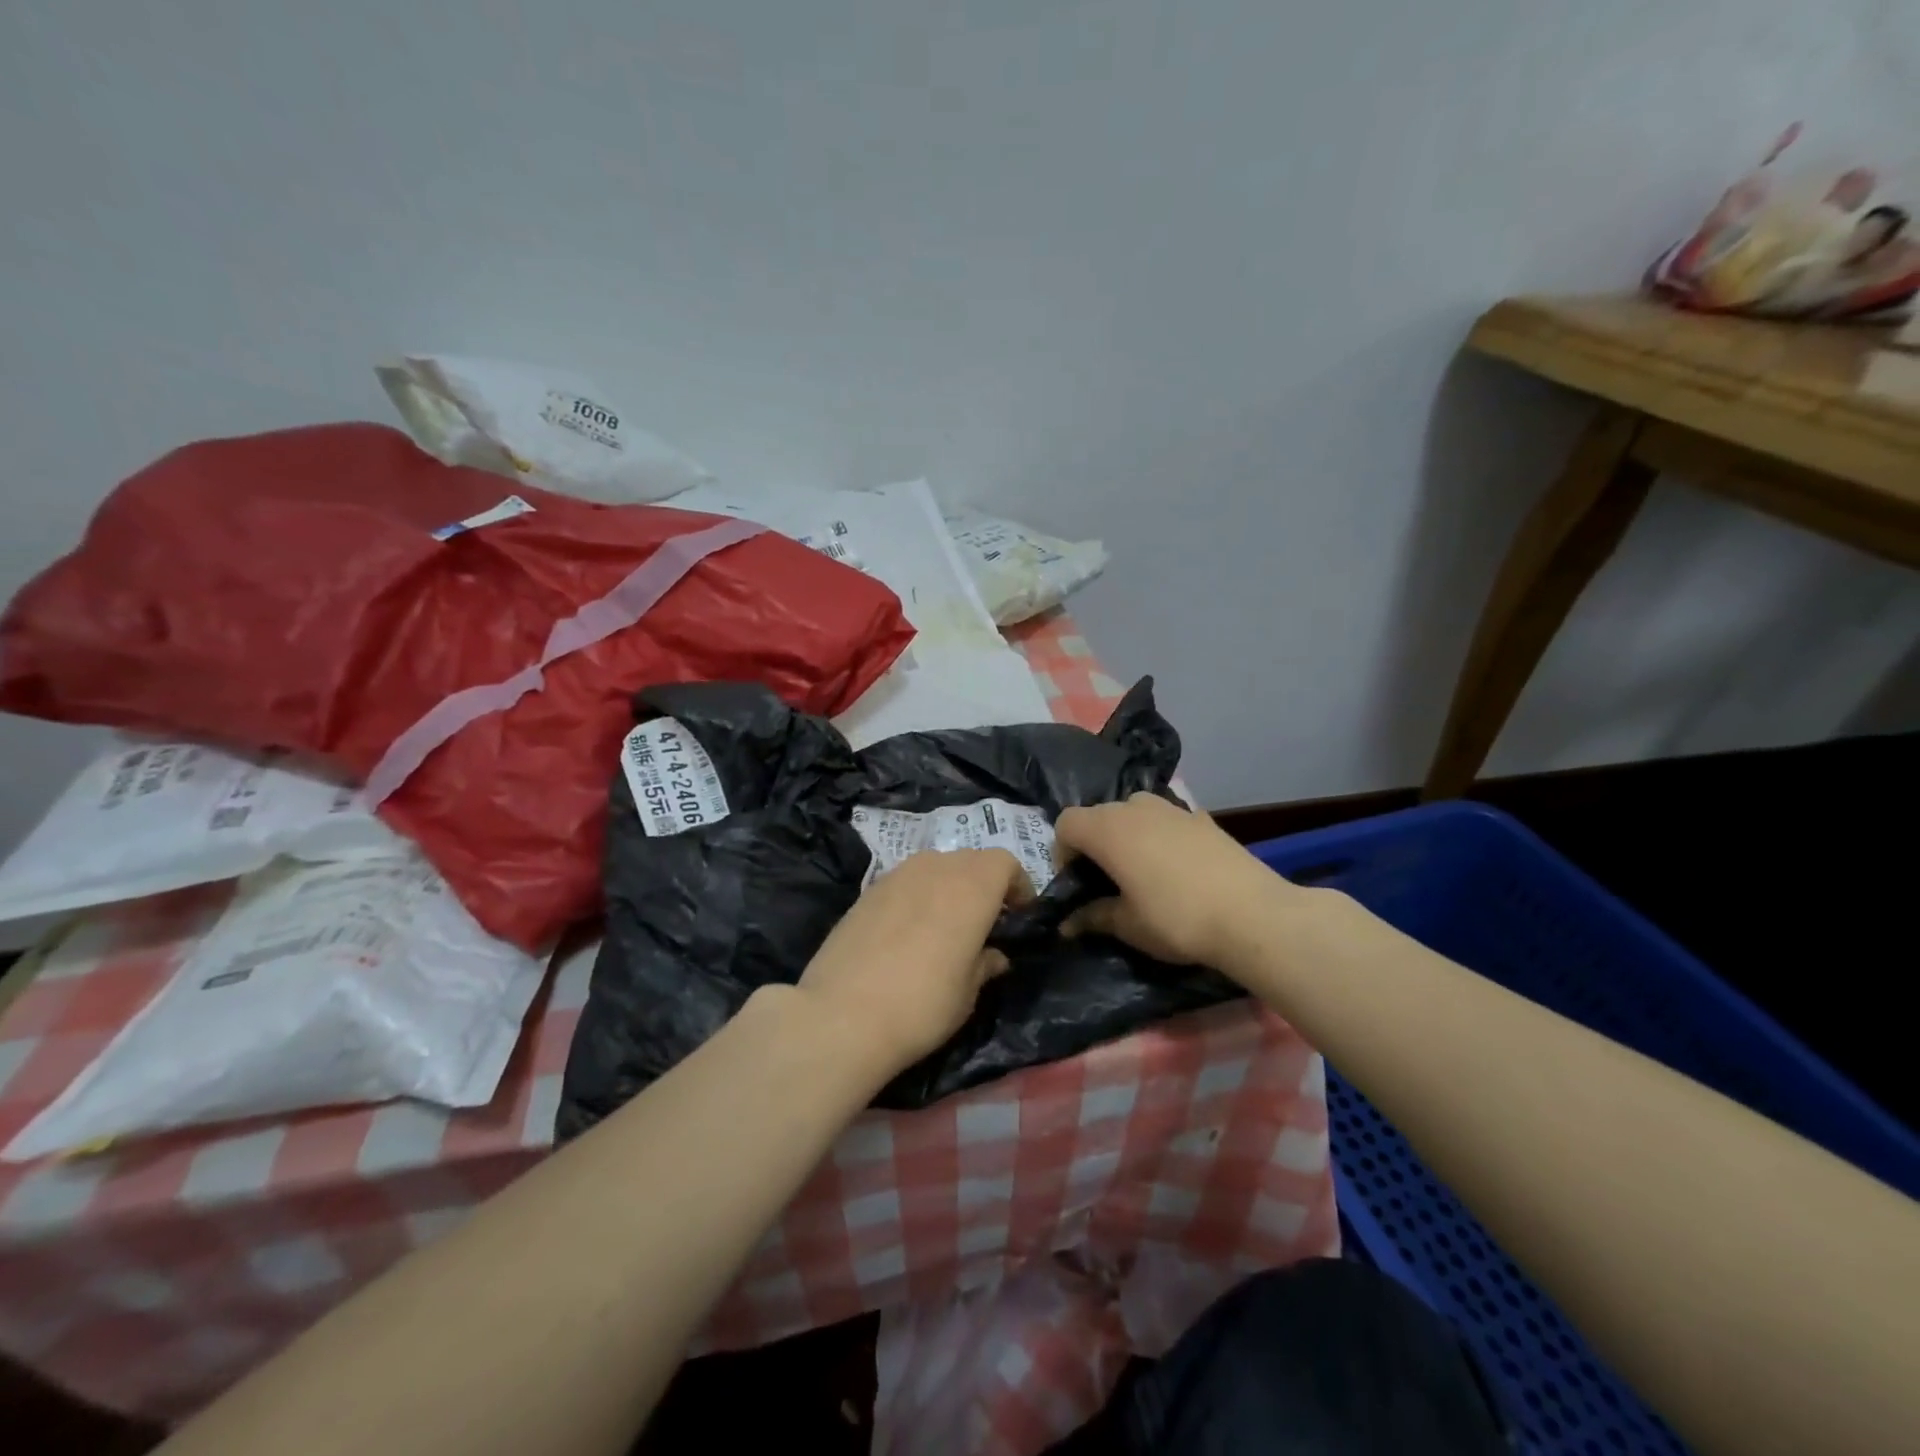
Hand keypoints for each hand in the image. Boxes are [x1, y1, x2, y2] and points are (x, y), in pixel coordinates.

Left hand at [794, 848, 1029, 1078]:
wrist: (841, 1015)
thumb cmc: (922, 1004)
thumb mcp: (968, 993)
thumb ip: (985, 964)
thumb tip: (994, 955)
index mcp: (971, 886)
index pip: (1005, 862)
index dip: (1017, 886)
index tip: (1018, 916)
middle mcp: (935, 867)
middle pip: (971, 860)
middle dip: (984, 883)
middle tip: (985, 921)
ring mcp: (896, 875)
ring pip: (935, 866)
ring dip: (949, 886)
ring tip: (946, 925)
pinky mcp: (867, 890)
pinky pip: (905, 881)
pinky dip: (917, 895)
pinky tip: (908, 932)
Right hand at [1055, 792, 1286, 967]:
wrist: (1252, 915)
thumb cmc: (1176, 919)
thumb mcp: (1128, 926)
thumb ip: (1093, 917)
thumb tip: (1067, 924)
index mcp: (1107, 829)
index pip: (1066, 823)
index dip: (1063, 852)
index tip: (1077, 883)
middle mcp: (1134, 808)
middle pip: (1099, 815)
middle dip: (1094, 843)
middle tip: (1106, 881)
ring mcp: (1172, 808)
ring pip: (1133, 812)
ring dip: (1127, 835)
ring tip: (1141, 870)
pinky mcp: (1202, 817)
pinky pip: (1167, 820)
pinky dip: (1160, 836)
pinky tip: (1177, 867)